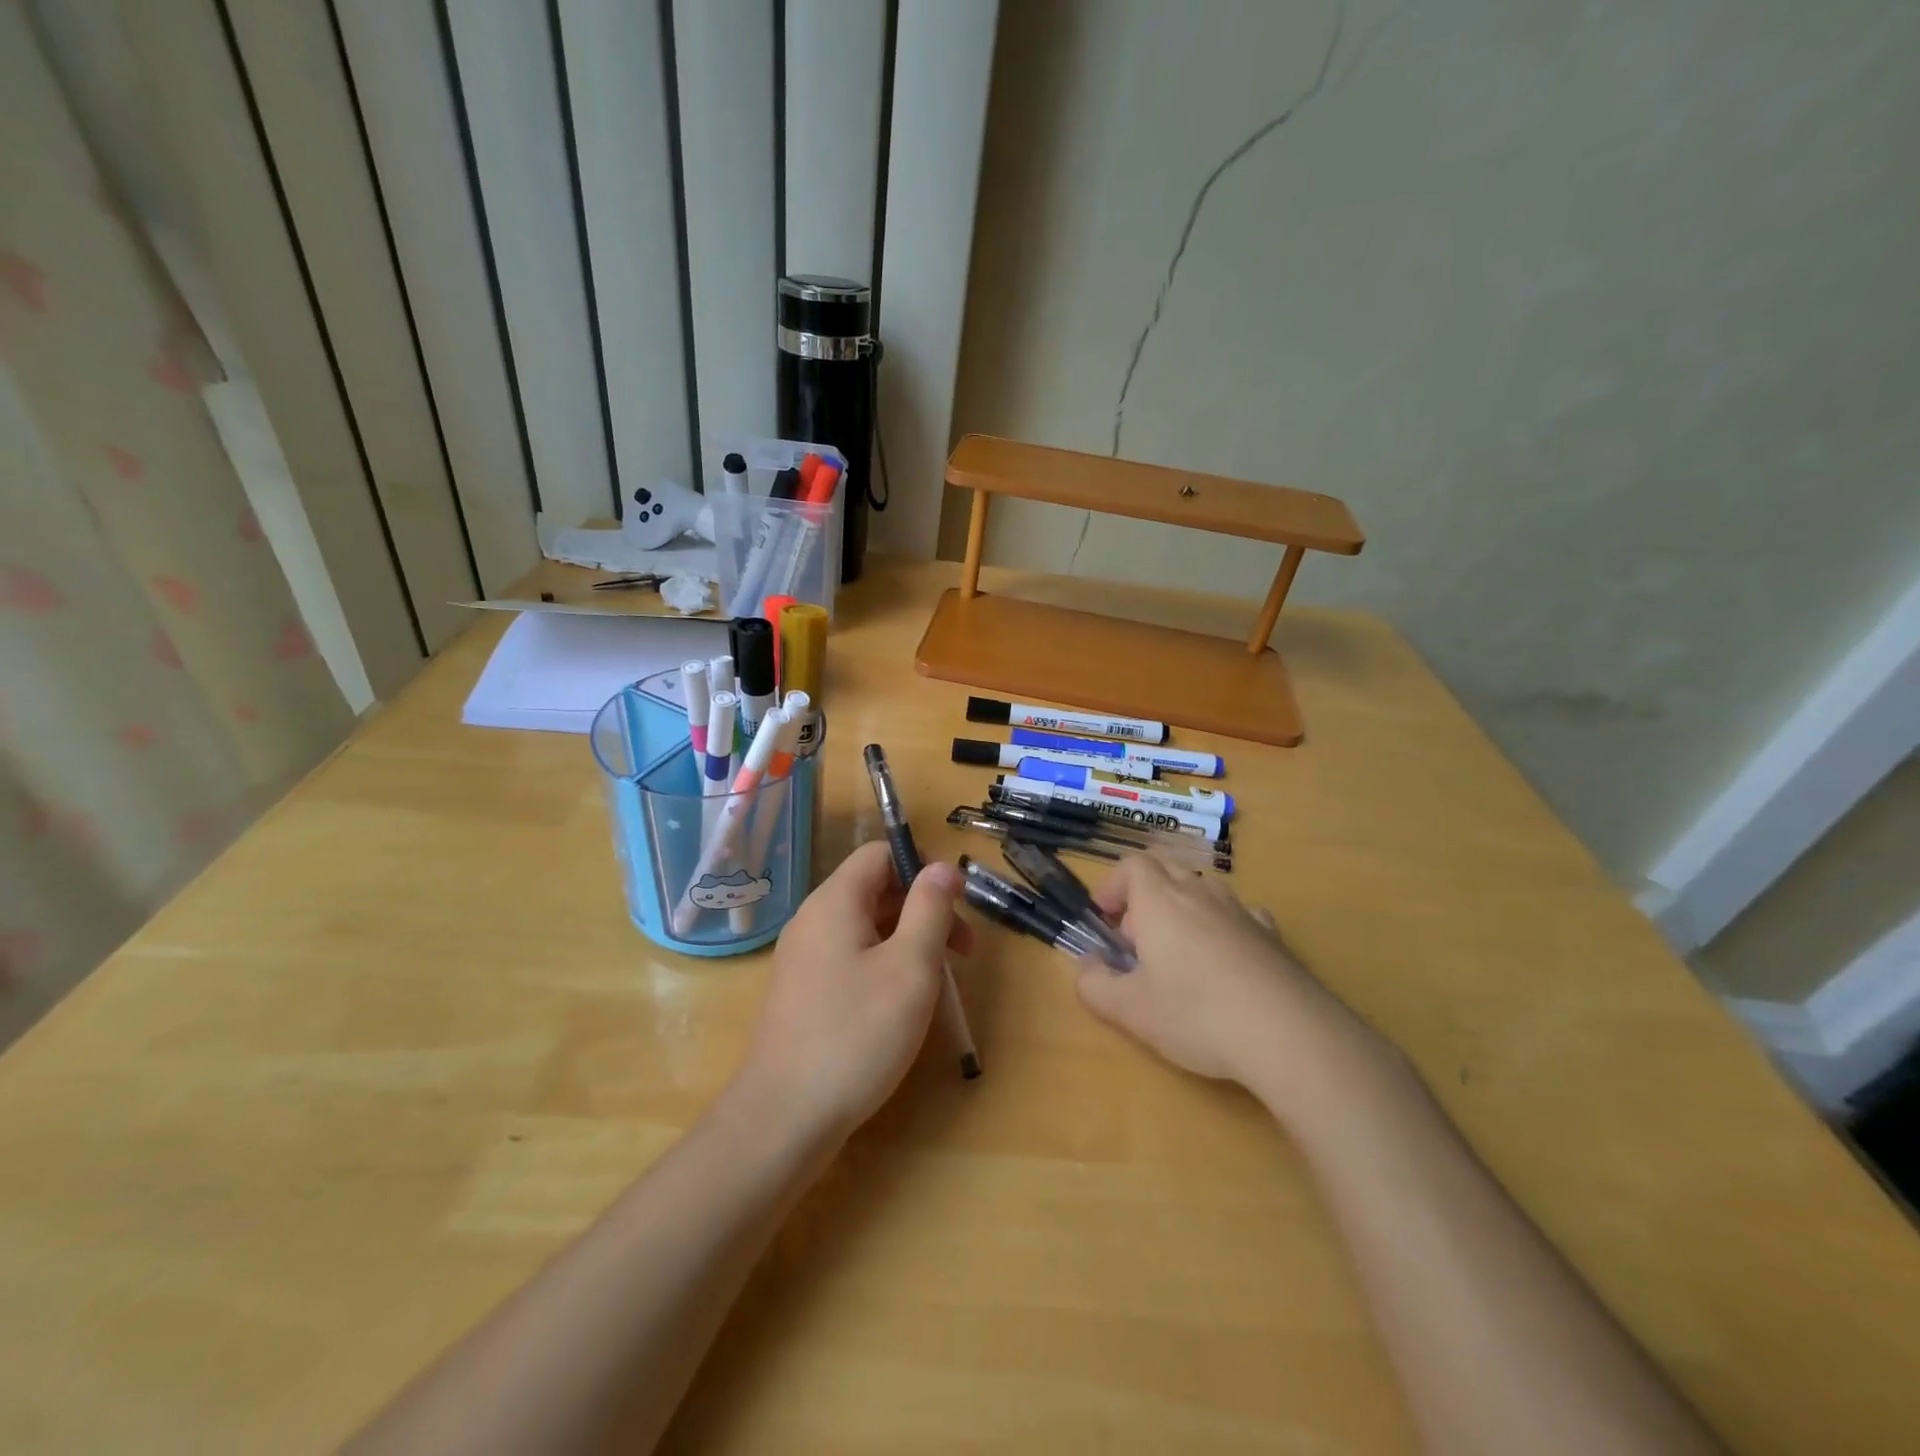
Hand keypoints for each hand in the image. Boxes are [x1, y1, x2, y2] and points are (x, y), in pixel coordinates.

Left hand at [732, 841, 971, 1145]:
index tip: (957, 907)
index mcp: (835, 902)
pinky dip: (884, 966)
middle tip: (963, 953)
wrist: (783, 1118)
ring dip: (909, 941)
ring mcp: (804, 958)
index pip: (880, 854)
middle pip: (876, 890)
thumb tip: (942, 868)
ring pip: (867, 928)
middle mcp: (814, 920)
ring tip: (940, 983)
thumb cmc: (856, 1034)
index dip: (922, 868)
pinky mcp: (804, 993)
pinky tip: (903, 1005)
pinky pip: (851, 959)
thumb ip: (930, 909)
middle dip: (924, 910)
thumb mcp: (910, 967)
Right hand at [1075, 856, 1384, 1098]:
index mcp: (1160, 901)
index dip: (1112, 886)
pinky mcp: (1272, 935)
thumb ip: (1093, 984)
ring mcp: (1241, 911)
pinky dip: (1222, 927)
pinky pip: (1238, 915)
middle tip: (1137, 943)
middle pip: (1166, 871)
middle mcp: (1200, 893)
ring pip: (1203, 891)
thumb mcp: (1129, 1010)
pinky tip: (1225, 964)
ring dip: (1183, 910)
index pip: (1132, 865)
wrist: (1289, 1034)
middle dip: (1144, 898)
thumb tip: (1087, 965)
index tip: (1105, 920)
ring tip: (1180, 955)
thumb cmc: (1197, 1015)